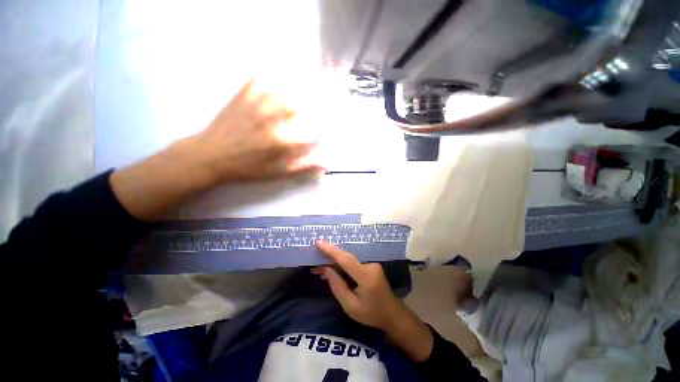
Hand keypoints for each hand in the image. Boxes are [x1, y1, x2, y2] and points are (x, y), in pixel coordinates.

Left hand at [111, 79, 322, 220]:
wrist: (210, 156)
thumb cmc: (247, 168)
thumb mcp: (276, 173)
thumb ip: (302, 167)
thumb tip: (325, 165)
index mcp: (281, 141)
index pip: (311, 133)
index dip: (321, 132)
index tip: (323, 133)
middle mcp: (272, 119)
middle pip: (300, 105)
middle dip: (312, 107)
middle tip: (314, 110)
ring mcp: (257, 105)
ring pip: (283, 90)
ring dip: (295, 91)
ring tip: (301, 94)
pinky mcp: (242, 97)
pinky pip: (260, 80)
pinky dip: (271, 79)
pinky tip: (275, 84)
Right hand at [312, 241, 406, 330]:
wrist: (392, 313)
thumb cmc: (371, 314)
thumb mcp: (351, 306)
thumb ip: (337, 286)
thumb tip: (326, 269)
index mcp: (366, 276)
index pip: (346, 260)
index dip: (331, 251)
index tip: (318, 242)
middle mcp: (370, 265)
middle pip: (346, 257)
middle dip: (330, 256)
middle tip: (315, 259)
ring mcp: (372, 263)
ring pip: (349, 259)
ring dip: (335, 260)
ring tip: (320, 265)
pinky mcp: (371, 264)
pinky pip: (354, 261)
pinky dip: (343, 263)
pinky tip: (333, 267)